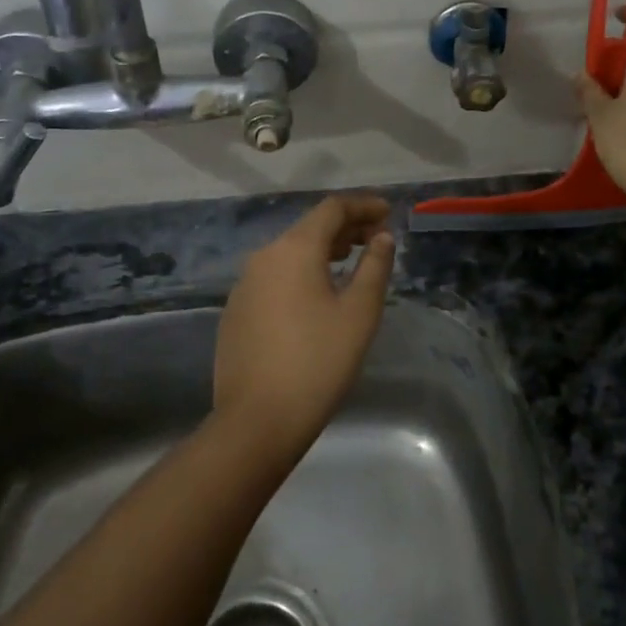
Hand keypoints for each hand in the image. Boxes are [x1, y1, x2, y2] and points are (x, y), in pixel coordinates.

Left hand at [212, 194, 394, 457]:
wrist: (256, 420)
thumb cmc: (318, 362)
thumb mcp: (359, 313)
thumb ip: (374, 267)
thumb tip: (381, 237)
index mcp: (294, 249)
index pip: (332, 209)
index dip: (363, 206)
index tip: (388, 213)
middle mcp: (264, 256)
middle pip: (309, 228)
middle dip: (345, 228)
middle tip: (376, 238)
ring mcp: (244, 284)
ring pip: (289, 253)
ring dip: (323, 250)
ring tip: (350, 261)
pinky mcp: (236, 311)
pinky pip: (274, 277)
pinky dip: (301, 273)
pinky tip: (316, 295)